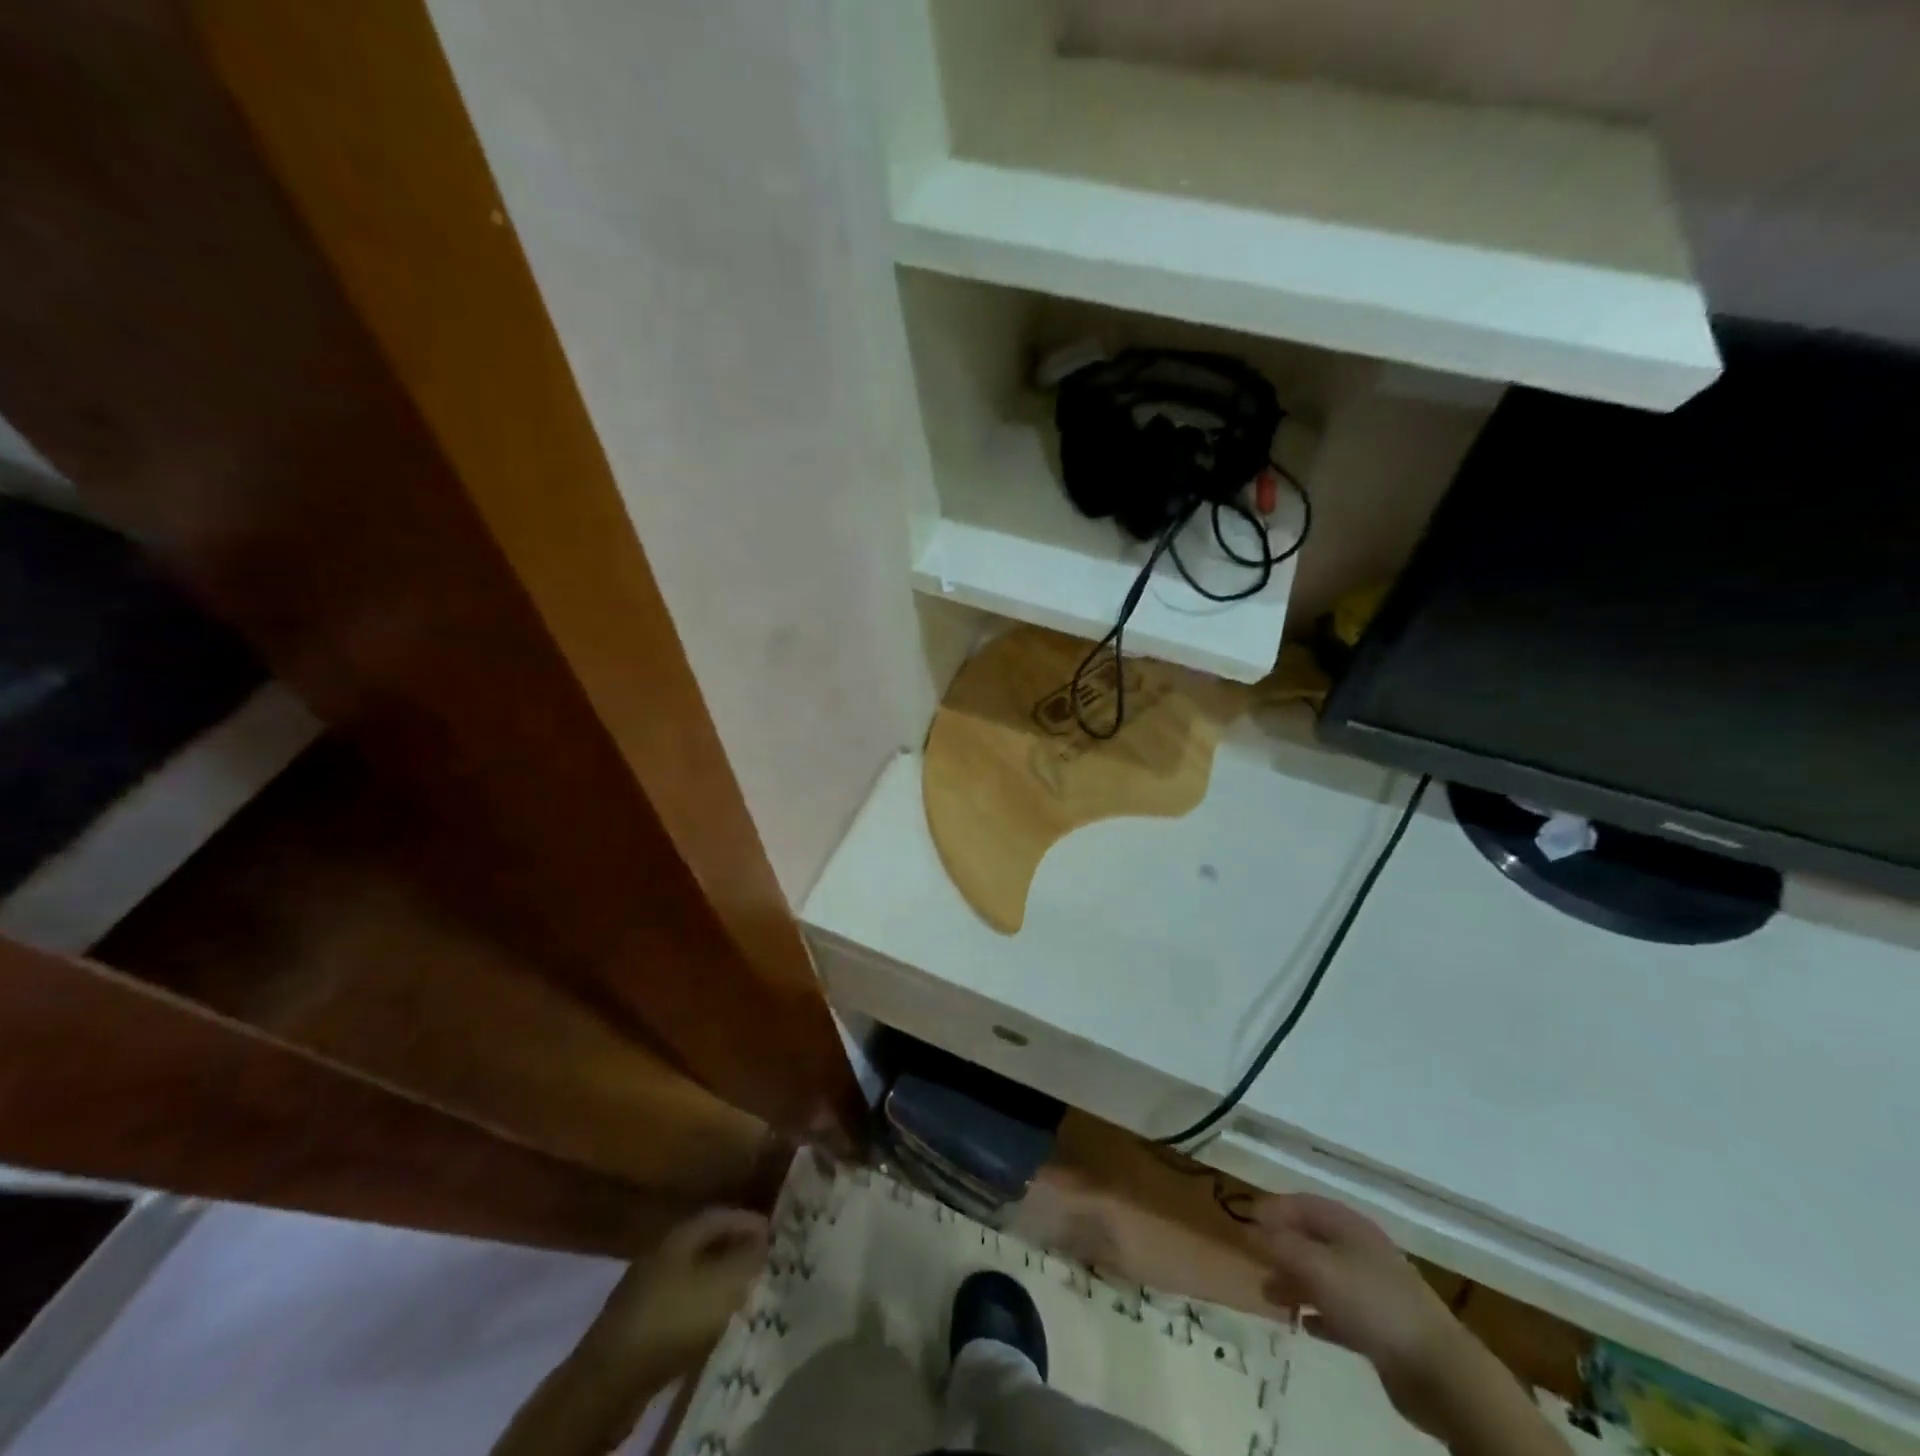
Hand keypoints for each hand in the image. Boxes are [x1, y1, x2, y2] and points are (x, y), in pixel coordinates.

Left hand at [588, 1208, 769, 1372]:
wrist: (610, 1380)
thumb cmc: (673, 1319)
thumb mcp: (722, 1285)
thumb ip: (747, 1259)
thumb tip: (763, 1241)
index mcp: (681, 1234)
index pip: (722, 1214)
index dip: (749, 1221)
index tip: (774, 1234)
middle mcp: (662, 1252)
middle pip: (706, 1243)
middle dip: (735, 1250)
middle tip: (762, 1263)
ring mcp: (646, 1288)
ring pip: (693, 1274)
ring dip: (718, 1280)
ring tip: (743, 1294)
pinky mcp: (639, 1324)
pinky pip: (679, 1304)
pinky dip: (700, 1307)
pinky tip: (712, 1324)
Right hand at [1250, 1195, 1489, 1437]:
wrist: (1438, 1370)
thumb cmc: (1372, 1303)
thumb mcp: (1318, 1267)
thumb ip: (1281, 1245)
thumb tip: (1249, 1228)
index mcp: (1348, 1225)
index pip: (1303, 1203)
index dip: (1273, 1208)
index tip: (1245, 1220)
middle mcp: (1360, 1250)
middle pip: (1312, 1239)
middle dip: (1281, 1247)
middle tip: (1253, 1261)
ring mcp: (1372, 1288)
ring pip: (1323, 1275)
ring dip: (1295, 1282)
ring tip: (1271, 1297)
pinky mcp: (1380, 1327)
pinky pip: (1340, 1311)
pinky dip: (1319, 1313)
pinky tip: (1305, 1325)